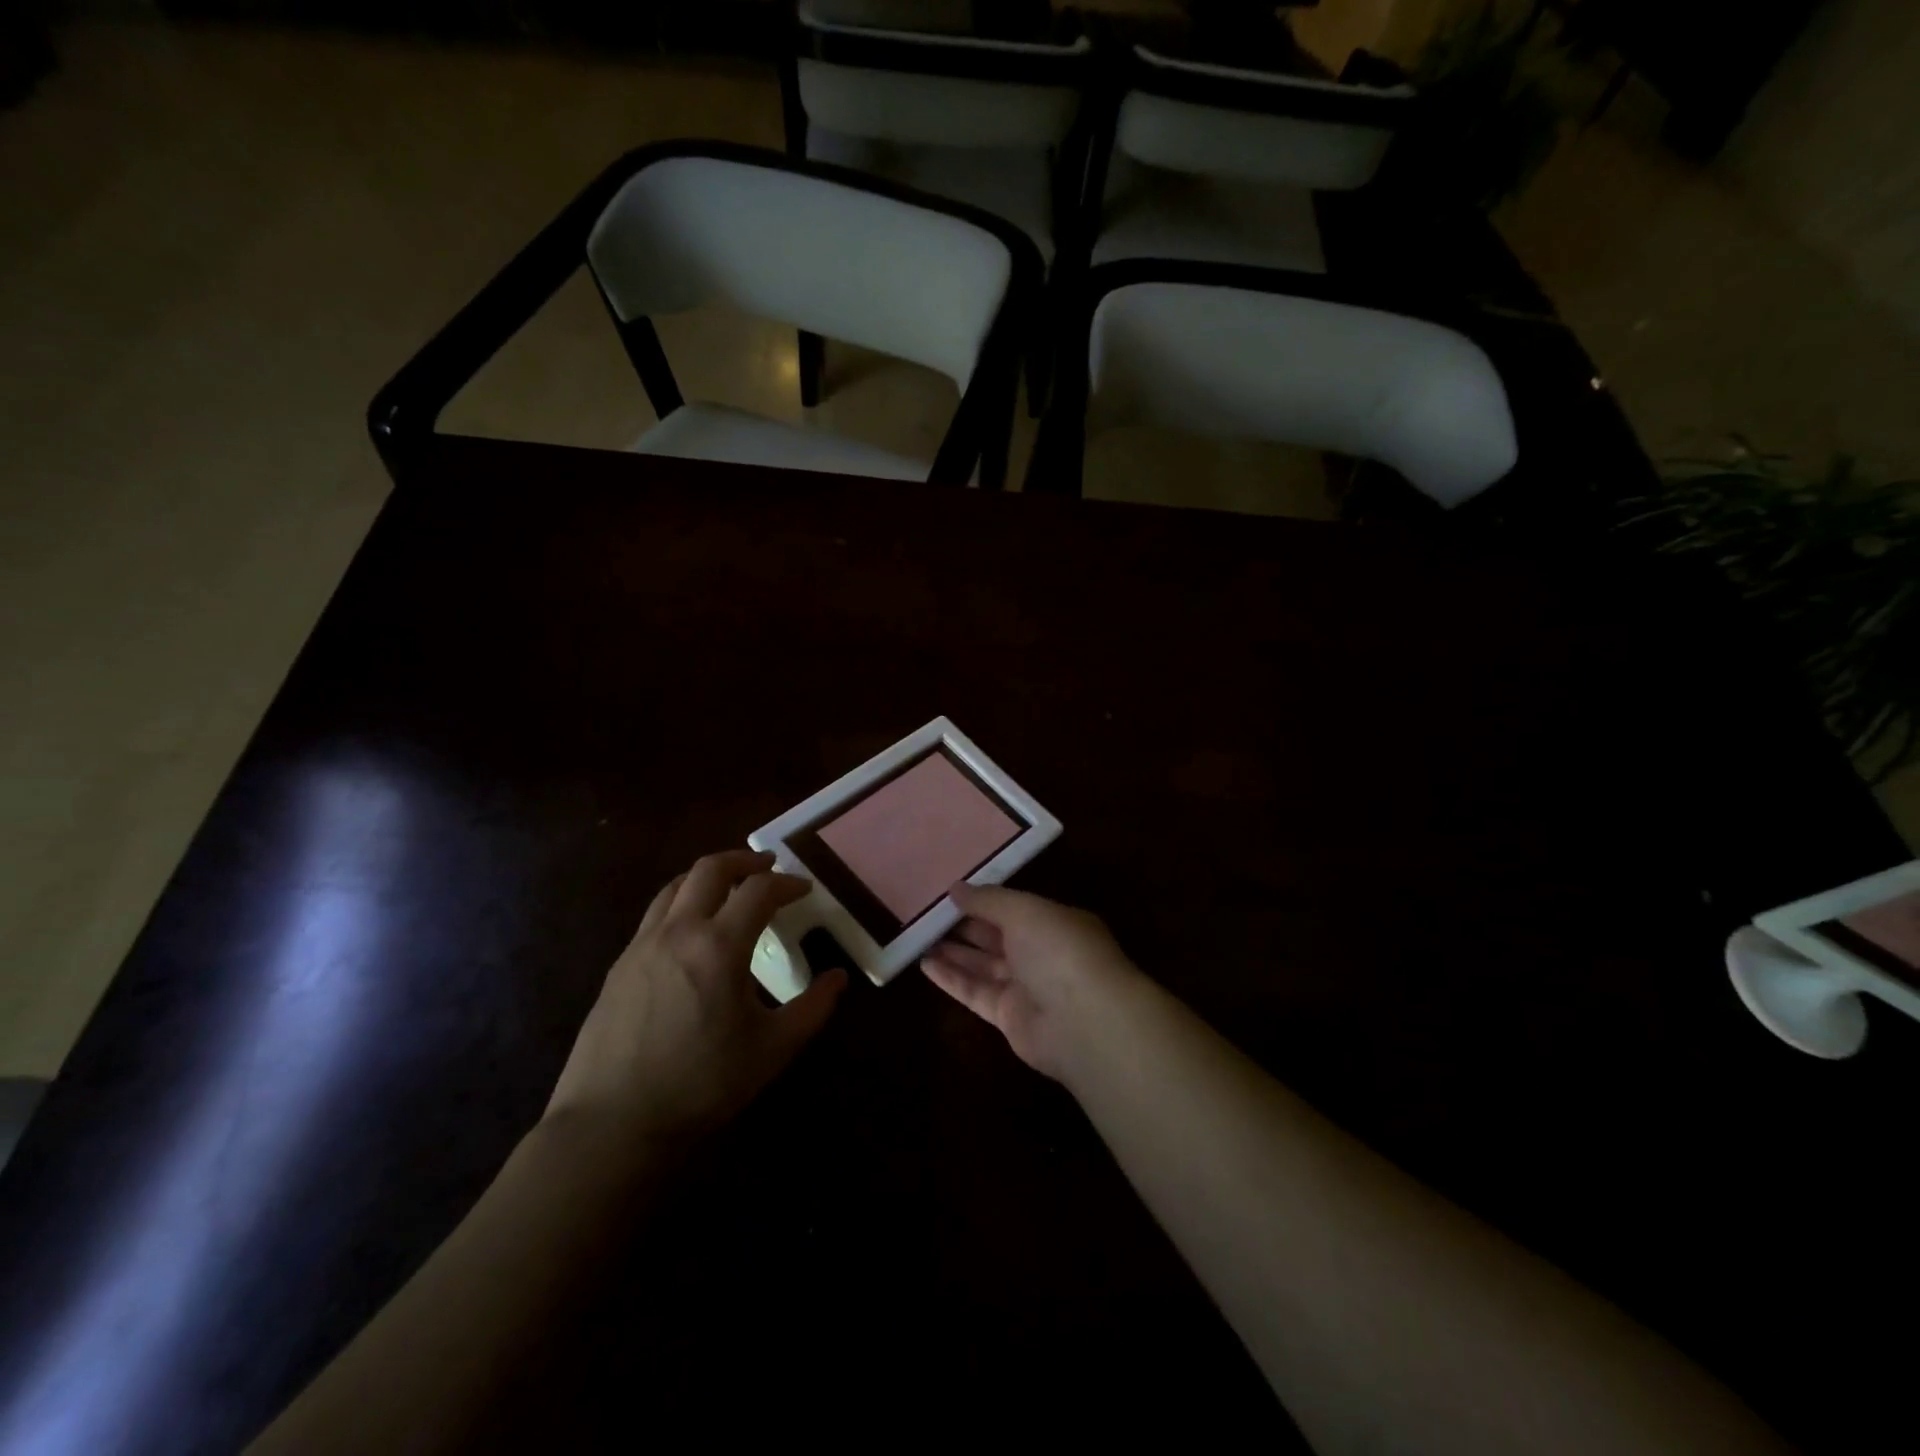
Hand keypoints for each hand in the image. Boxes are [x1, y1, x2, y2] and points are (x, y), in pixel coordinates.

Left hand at [544, 850, 845, 1155]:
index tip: (805, 890)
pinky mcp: (619, 965)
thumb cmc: (701, 1085)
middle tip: (768, 867)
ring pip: (676, 885)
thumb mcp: (772, 1050)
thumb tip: (838, 978)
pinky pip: (656, 914)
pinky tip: (692, 933)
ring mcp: (642, 945)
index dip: (787, 883)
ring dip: (709, 876)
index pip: (759, 890)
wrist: (611, 1124)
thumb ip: (812, 1008)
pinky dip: (682, 903)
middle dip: (744, 860)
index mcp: (718, 946)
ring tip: (730, 889)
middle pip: (711, 869)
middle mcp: (678, 931)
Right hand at [920, 883, 1142, 1081]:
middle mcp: (1042, 953)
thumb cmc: (1059, 951)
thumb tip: (956, 888)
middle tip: (926, 912)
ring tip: (918, 936)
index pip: (1014, 907)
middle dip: (965, 925)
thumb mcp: (1023, 911)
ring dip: (953, 951)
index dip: (983, 900)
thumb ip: (988, 899)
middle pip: (997, 936)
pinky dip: (952, 979)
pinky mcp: (1009, 1017)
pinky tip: (924, 965)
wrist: (1084, 1022)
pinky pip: (976, 992)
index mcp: (1054, 922)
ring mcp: (1026, 987)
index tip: (949, 892)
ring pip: (983, 964)